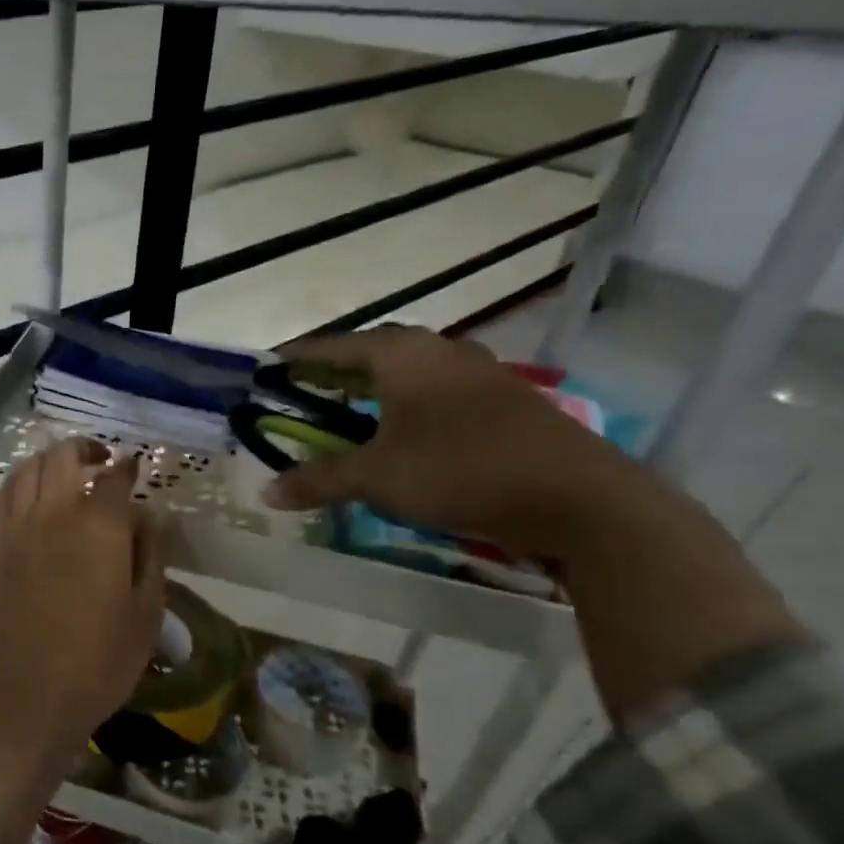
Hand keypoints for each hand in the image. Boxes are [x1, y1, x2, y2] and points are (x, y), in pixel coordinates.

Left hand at [0, 437, 165, 749]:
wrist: (28, 696)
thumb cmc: (99, 662)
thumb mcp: (146, 613)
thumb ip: (148, 554)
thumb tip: (142, 515)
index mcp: (98, 527)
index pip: (114, 478)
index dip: (127, 468)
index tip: (134, 468)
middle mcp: (53, 513)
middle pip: (63, 457)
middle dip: (86, 449)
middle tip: (101, 460)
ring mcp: (15, 527)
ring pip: (28, 469)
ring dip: (50, 461)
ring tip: (65, 473)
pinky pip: (3, 496)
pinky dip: (21, 482)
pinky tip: (31, 495)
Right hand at [266, 326, 800, 723]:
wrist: (577, 497)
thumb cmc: (459, 470)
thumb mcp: (377, 478)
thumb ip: (319, 480)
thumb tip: (266, 493)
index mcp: (403, 355)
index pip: (334, 346)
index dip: (298, 357)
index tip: (268, 366)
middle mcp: (440, 351)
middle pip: (372, 352)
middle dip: (334, 370)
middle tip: (303, 388)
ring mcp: (478, 373)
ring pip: (409, 371)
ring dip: (373, 387)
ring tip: (346, 408)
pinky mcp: (503, 401)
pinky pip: (436, 391)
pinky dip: (406, 404)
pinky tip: (401, 431)